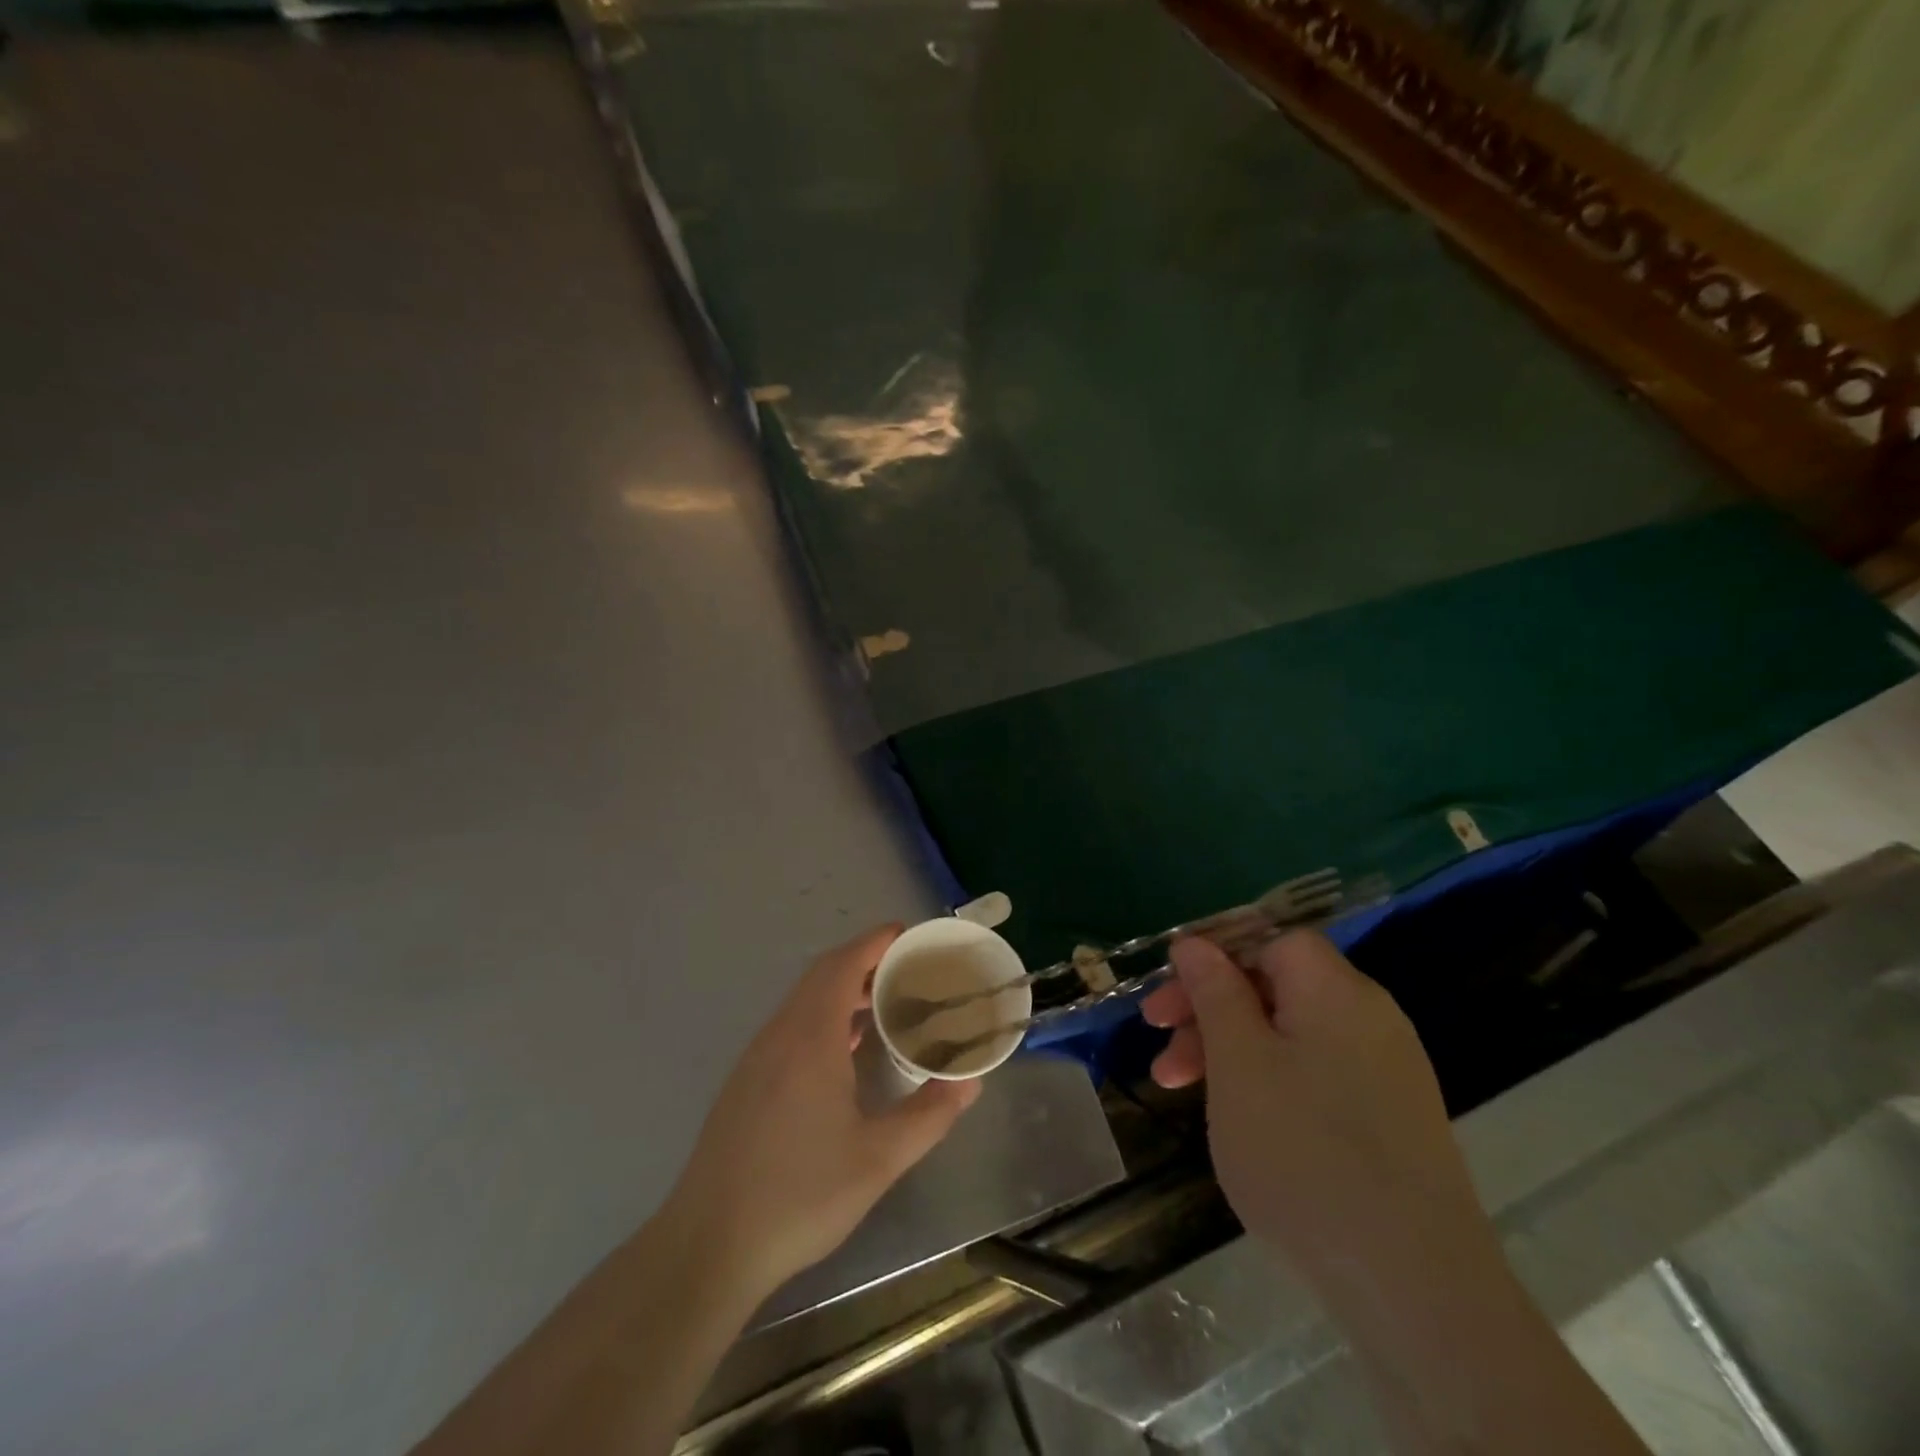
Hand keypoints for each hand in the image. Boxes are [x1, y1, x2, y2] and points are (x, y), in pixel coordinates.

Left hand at [664, 924, 981, 1300]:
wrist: (709, 1245)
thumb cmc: (799, 1195)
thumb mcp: (878, 1160)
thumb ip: (929, 1115)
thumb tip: (971, 1082)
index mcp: (810, 1037)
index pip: (843, 964)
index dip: (876, 942)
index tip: (910, 936)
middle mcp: (780, 1034)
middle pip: (823, 974)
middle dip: (866, 961)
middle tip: (910, 970)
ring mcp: (757, 1057)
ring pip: (804, 1000)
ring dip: (843, 989)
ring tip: (886, 1005)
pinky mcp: (747, 1081)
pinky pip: (791, 1025)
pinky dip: (824, 1016)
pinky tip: (846, 1050)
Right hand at [1141, 931, 1489, 1288]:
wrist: (1414, 1287)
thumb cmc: (1304, 1153)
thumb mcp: (1238, 1062)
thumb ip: (1215, 992)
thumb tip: (1195, 943)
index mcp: (1336, 991)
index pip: (1271, 940)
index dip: (1216, 956)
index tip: (1171, 996)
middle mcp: (1369, 1017)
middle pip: (1275, 986)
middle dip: (1210, 1008)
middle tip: (1158, 1040)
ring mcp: (1385, 1070)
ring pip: (1289, 1034)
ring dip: (1229, 1049)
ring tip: (1177, 1087)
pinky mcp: (1390, 1119)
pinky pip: (1315, 1073)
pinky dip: (1268, 1081)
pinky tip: (1239, 1119)